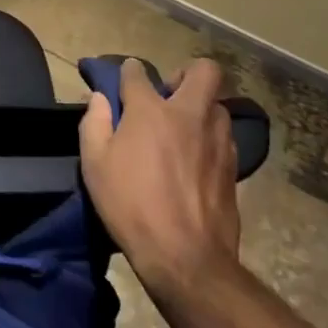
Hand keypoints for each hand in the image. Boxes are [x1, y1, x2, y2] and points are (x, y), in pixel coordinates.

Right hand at [80, 58, 241, 298]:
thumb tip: (100, 98)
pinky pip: (224, 136)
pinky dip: (209, 138)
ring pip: (217, 104)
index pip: (137, 72)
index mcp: (151, 111)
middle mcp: (189, 114)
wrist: (186, 257)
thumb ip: (94, 122)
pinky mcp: (233, 166)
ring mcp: (217, 139)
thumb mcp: (94, 164)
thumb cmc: (131, 205)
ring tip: (182, 131)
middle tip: (168, 96)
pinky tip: (195, 160)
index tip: (122, 83)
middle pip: (204, 70)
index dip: (128, 73)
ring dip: (200, 108)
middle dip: (186, 73)